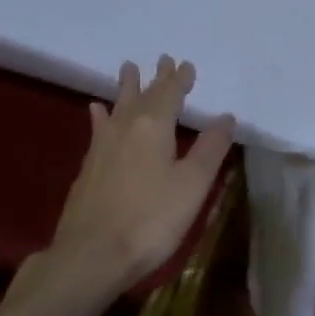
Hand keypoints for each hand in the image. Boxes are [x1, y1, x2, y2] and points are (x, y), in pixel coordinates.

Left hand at [29, 56, 236, 307]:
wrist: (91, 255)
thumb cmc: (151, 219)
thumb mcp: (192, 185)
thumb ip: (210, 148)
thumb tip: (226, 117)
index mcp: (154, 127)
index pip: (170, 94)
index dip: (180, 79)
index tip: (187, 65)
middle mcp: (126, 128)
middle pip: (143, 96)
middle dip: (156, 78)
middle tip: (162, 59)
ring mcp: (102, 147)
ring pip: (118, 107)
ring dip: (126, 87)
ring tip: (127, 68)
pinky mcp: (88, 167)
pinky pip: (99, 127)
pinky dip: (101, 115)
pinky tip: (96, 111)